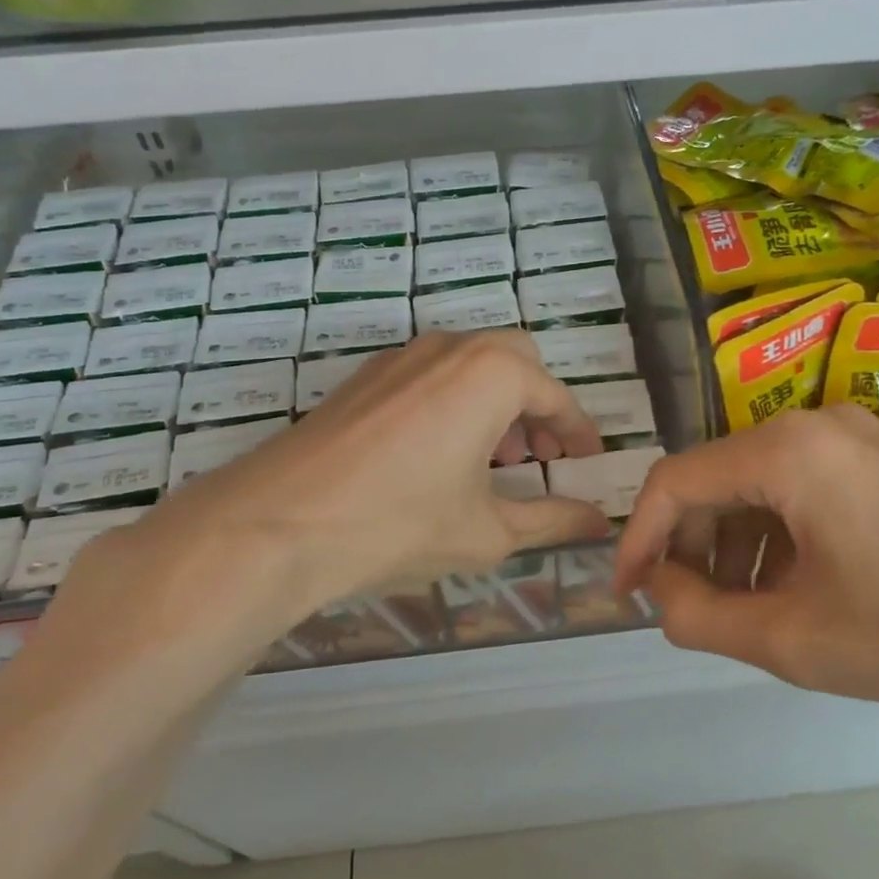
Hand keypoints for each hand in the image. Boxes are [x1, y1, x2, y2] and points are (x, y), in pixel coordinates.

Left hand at [49, 331, 609, 677]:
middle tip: (539, 458)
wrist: (279, 522)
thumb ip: (553, 520)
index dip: (578, 432)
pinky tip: (441, 455)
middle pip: (516, 363)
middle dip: (537, 407)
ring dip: (496, 403)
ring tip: (494, 462)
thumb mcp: (489, 530)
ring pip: (471, 364)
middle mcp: (451, 348)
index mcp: (493, 374)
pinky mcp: (367, 376)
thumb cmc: (401, 522)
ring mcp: (402, 356)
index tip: (588, 461)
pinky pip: (432, 375)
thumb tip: (599, 522)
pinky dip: (456, 401)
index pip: (556, 397)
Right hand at [613, 404, 878, 719]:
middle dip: (691, 547)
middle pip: (716, 480)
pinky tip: (795, 590)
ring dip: (734, 546)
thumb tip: (661, 593)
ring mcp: (855, 438)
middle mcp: (812, 424)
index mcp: (785, 450)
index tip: (629, 594)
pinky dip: (777, 537)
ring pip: (758, 486)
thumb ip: (700, 618)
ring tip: (746, 611)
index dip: (639, 539)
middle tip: (692, 611)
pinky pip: (801, 490)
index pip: (675, 482)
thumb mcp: (794, 640)